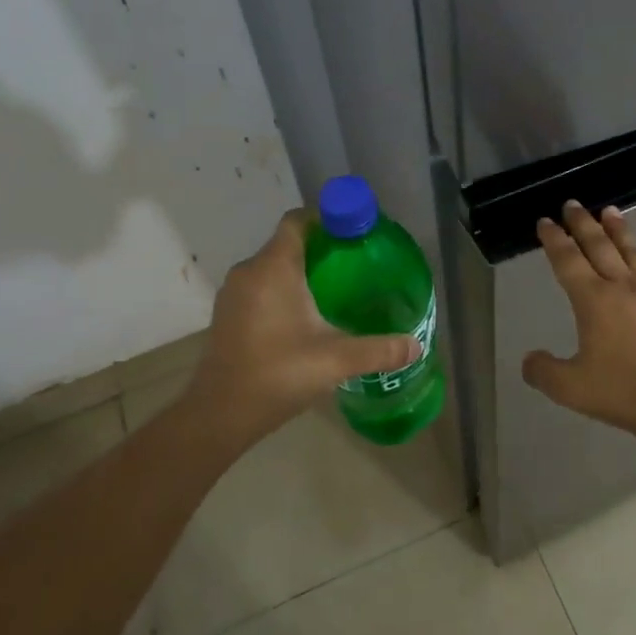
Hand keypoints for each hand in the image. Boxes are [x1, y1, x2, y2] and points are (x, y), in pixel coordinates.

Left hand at [179, 211, 421, 444]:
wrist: (219, 415)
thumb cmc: (277, 375)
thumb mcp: (336, 360)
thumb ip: (379, 350)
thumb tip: (416, 347)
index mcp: (273, 269)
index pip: (298, 221)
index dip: (327, 219)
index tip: (355, 233)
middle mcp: (250, 272)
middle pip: (288, 244)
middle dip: (322, 249)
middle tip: (357, 264)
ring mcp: (234, 294)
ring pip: (273, 267)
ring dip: (302, 272)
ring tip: (338, 290)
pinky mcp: (228, 314)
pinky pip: (261, 287)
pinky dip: (284, 291)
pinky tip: (307, 316)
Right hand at [522, 201, 635, 456]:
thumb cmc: (623, 392)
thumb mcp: (571, 388)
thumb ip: (543, 371)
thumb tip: (529, 359)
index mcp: (593, 301)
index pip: (567, 260)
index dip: (554, 239)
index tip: (545, 221)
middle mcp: (622, 287)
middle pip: (599, 245)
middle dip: (582, 223)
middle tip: (572, 204)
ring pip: (632, 251)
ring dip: (618, 229)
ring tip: (610, 211)